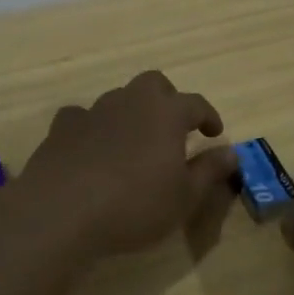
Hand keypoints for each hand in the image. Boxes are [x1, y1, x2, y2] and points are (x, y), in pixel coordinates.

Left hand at [20, 71, 237, 254]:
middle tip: (172, 127)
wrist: (62, 211)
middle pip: (154, 84)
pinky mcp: (62, 127)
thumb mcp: (184, 197)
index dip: (208, 116)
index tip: (214, 133)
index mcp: (166, 113)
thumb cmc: (135, 205)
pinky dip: (92, 127)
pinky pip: (82, 117)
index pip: (196, 103)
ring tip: (133, 141)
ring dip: (130, 112)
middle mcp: (131, 101)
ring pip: (118, 97)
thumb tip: (231, 152)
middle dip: (167, 99)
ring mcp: (94, 111)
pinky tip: (91, 148)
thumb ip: (209, 171)